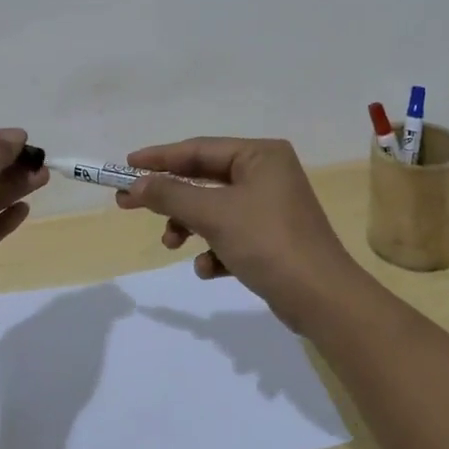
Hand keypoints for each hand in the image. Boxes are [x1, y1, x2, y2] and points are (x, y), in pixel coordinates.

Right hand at [114, 137, 366, 331]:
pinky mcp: (272, 238)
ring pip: (215, 209)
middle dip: (171, 196)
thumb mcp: (214, 215)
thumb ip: (171, 195)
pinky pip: (231, 234)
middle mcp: (268, 174)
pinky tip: (209, 269)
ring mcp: (271, 207)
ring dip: (190, 225)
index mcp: (260, 155)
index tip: (126, 166)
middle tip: (129, 204)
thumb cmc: (267, 242)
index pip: (200, 149)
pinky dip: (215, 249)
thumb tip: (135, 184)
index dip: (160, 157)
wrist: (322, 299)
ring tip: (172, 244)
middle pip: (205, 179)